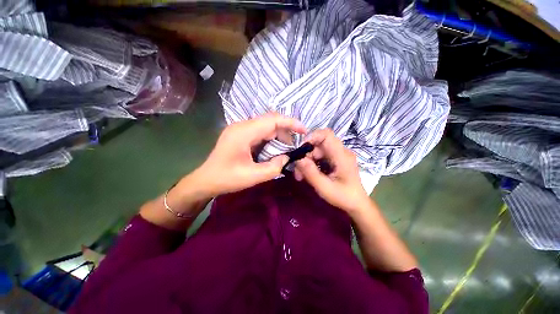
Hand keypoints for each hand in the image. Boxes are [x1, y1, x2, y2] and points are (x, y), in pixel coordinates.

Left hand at [193, 113, 305, 196]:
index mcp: (244, 132)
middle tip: (295, 147)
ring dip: (277, 135)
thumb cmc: (226, 178)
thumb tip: (288, 158)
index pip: (272, 119)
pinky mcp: (237, 135)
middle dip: (285, 131)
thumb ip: (274, 167)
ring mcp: (238, 129)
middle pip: (269, 121)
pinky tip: (272, 150)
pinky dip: (268, 139)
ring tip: (285, 150)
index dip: (291, 123)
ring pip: (264, 126)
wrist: (205, 180)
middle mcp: (241, 125)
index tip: (305, 131)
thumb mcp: (252, 176)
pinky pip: (257, 132)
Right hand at [294, 129, 369, 212]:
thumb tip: (298, 159)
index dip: (311, 137)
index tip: (300, 151)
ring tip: (301, 177)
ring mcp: (340, 156)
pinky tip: (309, 175)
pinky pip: (323, 157)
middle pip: (319, 144)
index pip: (326, 134)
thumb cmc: (343, 197)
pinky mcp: (338, 161)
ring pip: (319, 151)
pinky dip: (314, 164)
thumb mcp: (325, 188)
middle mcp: (342, 152)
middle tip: (298, 172)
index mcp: (341, 156)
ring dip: (308, 161)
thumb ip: (311, 173)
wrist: (357, 205)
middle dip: (306, 155)